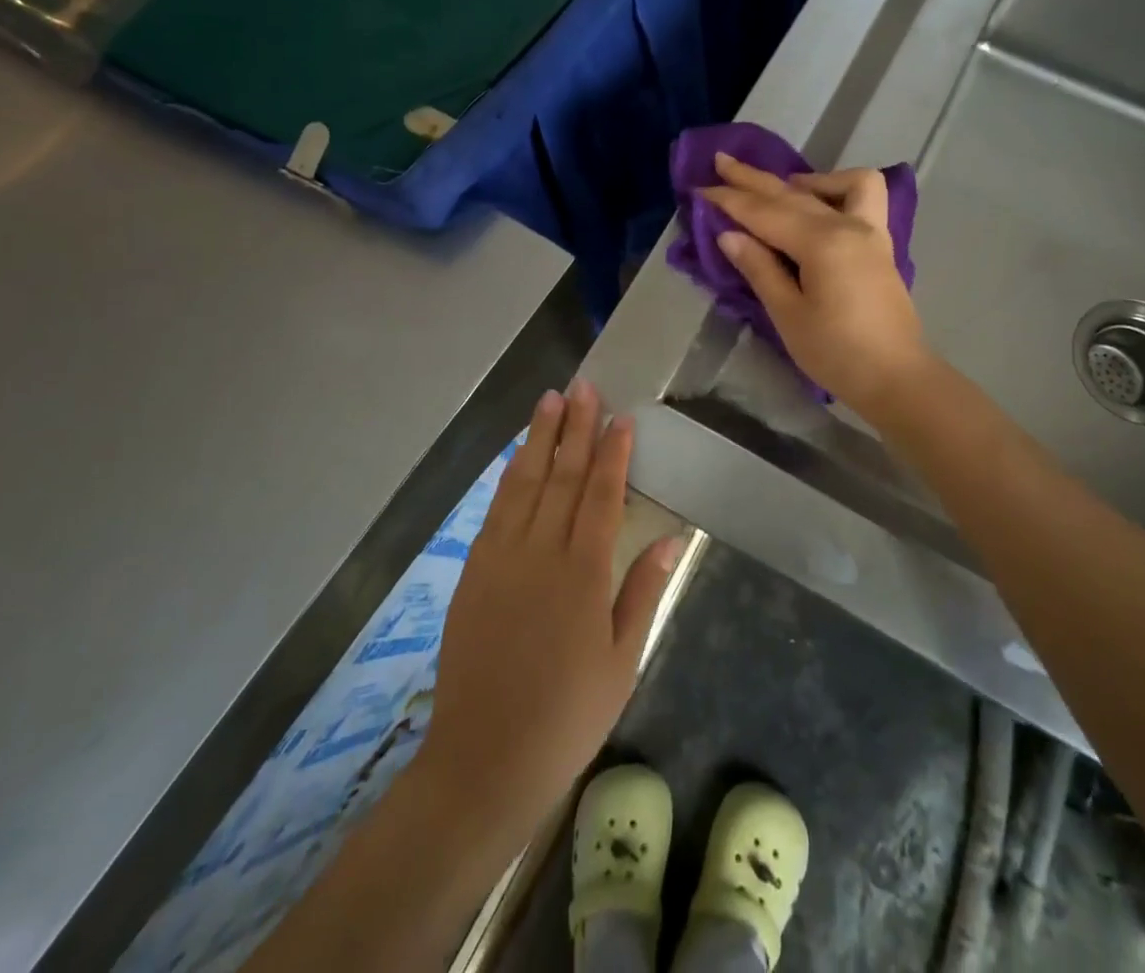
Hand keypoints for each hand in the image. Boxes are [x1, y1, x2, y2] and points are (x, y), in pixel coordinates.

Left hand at [413, 381, 682, 845]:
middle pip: (561, 475)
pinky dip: (509, 476)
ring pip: (523, 483)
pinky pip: (496, 509)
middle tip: (582, 386)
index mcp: (583, 573)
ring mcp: (500, 558)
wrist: (484, 759)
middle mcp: (540, 552)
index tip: (620, 416)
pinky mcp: (473, 572)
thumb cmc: (567, 716)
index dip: (612, 452)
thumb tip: (672, 536)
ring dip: (538, 438)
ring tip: (548, 400)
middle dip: (574, 427)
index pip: (600, 494)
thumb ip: (644, 590)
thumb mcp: (622, 660)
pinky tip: (516, 456)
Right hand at [700, 151, 928, 417]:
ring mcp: (870, 231)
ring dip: (802, 179)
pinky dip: (837, 190)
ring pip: (835, 185)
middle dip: (753, 179)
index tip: (700, 187)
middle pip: (793, 193)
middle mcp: (848, 225)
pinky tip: (818, 203)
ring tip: (776, 187)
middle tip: (721, 162)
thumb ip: (760, 268)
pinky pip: (862, 197)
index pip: (765, 213)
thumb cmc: (836, 353)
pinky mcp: (880, 244)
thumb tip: (729, 235)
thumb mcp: (788, 315)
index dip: (730, 200)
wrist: (896, 378)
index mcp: (822, 243)